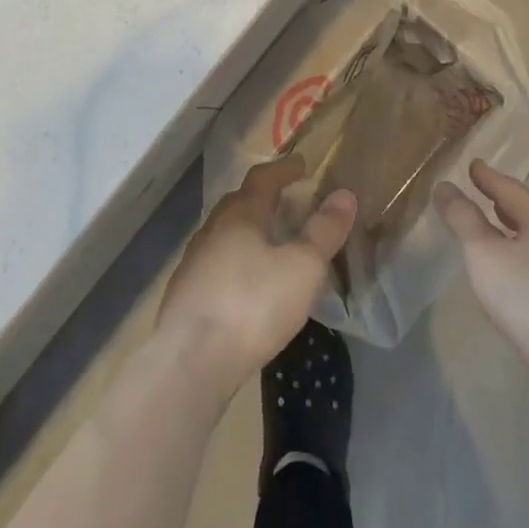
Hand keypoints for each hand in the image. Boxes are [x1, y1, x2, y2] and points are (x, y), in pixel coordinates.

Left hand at [157, 156, 356, 397]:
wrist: (189, 363)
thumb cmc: (252, 305)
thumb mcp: (302, 268)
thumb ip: (324, 231)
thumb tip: (344, 195)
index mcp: (241, 214)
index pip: (263, 177)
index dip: (284, 168)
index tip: (302, 164)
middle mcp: (213, 229)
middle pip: (239, 202)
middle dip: (263, 198)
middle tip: (286, 201)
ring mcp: (193, 262)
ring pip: (224, 234)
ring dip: (246, 231)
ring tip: (268, 243)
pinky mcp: (183, 296)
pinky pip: (214, 264)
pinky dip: (233, 262)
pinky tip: (244, 285)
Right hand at [436, 159, 528, 417]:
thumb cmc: (526, 294)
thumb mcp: (483, 251)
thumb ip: (463, 218)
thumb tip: (444, 186)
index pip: (511, 188)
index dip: (488, 177)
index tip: (473, 165)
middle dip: (505, 202)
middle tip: (484, 192)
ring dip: (515, 231)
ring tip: (495, 230)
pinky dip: (522, 258)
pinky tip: (512, 274)